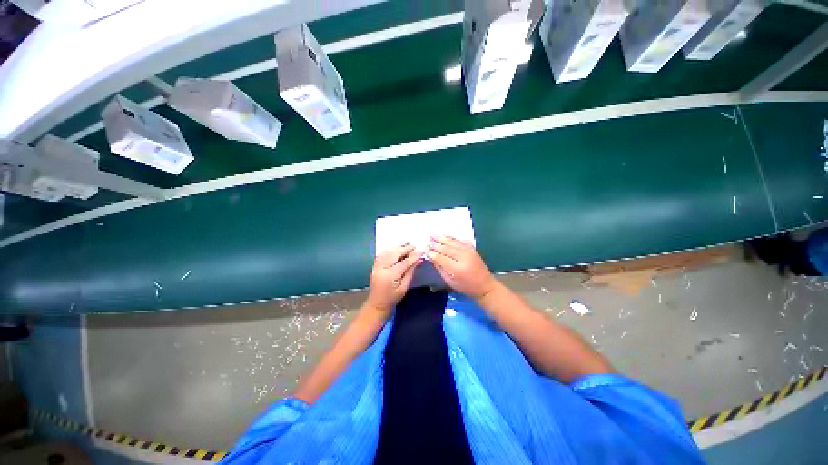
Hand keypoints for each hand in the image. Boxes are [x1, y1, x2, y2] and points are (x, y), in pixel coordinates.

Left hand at [365, 243, 421, 314]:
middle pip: (394, 254)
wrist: (377, 303)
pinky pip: (382, 254)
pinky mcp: (375, 265)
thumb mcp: (404, 287)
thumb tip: (419, 260)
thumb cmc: (392, 298)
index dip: (413, 256)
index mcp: (390, 276)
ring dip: (397, 246)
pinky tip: (396, 247)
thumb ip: (410, 272)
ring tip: (406, 242)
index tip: (421, 250)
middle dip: (405, 248)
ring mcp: (377, 266)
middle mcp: (382, 268)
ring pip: (387, 252)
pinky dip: (390, 249)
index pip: (404, 262)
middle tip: (414, 245)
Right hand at [426, 236, 496, 299]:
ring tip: (433, 235)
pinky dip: (451, 238)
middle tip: (427, 241)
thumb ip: (440, 268)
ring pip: (452, 242)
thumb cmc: (466, 287)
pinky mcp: (471, 248)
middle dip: (435, 244)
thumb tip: (431, 257)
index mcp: (456, 269)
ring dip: (442, 238)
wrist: (485, 285)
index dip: (432, 253)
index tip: (425, 249)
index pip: (441, 258)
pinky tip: (444, 235)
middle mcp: (462, 257)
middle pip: (446, 248)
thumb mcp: (450, 281)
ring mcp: (468, 251)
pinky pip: (459, 241)